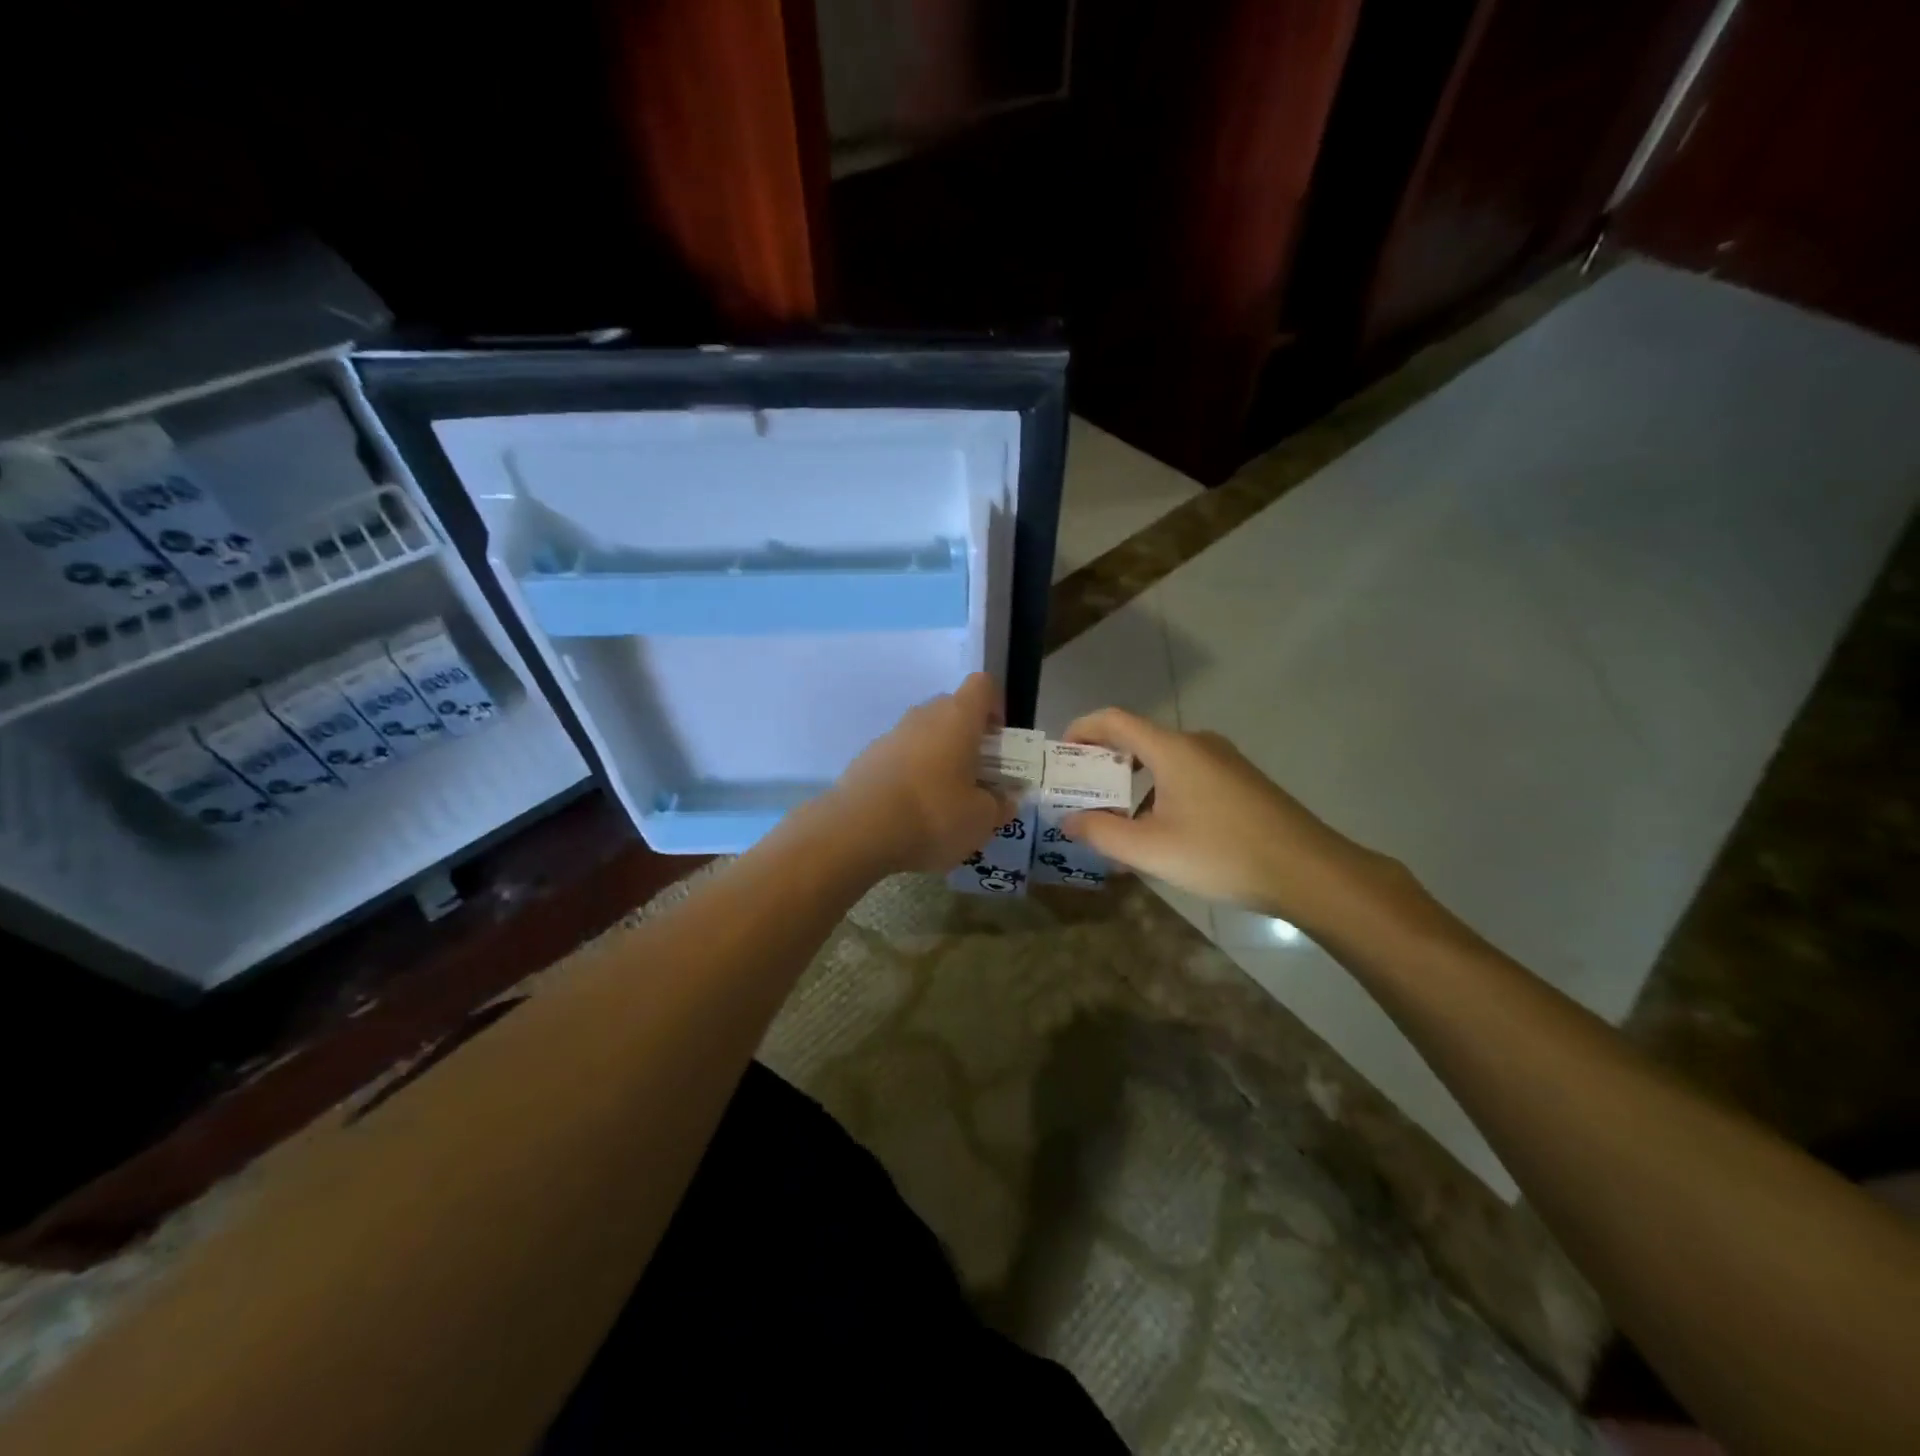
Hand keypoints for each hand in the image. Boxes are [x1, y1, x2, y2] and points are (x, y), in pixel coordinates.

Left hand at [829, 672, 1010, 875]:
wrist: (857, 831)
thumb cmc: (933, 814)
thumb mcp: (982, 819)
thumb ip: (1000, 805)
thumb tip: (1006, 798)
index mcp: (958, 717)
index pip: (982, 686)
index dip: (996, 706)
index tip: (999, 741)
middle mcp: (923, 716)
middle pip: (952, 711)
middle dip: (968, 738)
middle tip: (977, 776)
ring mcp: (890, 735)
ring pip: (924, 736)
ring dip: (938, 758)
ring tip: (944, 801)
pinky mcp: (866, 759)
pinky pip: (899, 758)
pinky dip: (910, 776)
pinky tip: (910, 812)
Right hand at [1060, 709, 1412, 938]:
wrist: (1308, 871)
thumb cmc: (1221, 853)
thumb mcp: (1150, 849)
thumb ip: (1101, 831)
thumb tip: (1068, 820)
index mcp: (1171, 748)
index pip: (1114, 720)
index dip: (1081, 730)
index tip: (1060, 755)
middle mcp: (1197, 743)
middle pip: (1137, 740)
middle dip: (1103, 764)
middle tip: (1081, 794)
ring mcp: (1223, 761)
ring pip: (1163, 762)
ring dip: (1132, 784)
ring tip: (1116, 822)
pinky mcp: (1240, 782)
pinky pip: (1187, 776)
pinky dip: (1160, 793)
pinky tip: (1161, 833)